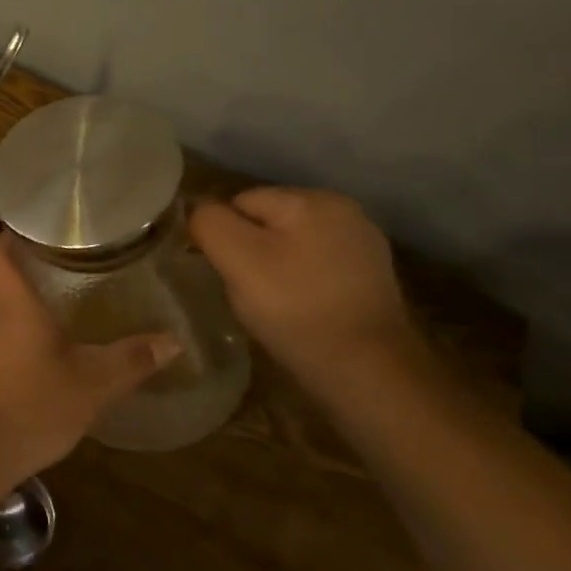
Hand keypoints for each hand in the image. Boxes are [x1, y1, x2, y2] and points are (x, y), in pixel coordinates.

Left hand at [0, 234, 178, 474]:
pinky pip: (3, 334)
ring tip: (70, 297)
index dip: (13, 234)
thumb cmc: (31, 404)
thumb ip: (131, 359)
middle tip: (73, 261)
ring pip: (4, 307)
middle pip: (3, 275)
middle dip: (33, 266)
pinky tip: (53, 344)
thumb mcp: (92, 383)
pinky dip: (25, 330)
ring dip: (30, 301)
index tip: (43, 228)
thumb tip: (173, 341)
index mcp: (12, 301)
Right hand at [189, 187, 423, 391]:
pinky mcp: (369, 276)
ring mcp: (361, 244)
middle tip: (248, 290)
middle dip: (249, 250)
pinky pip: (314, 266)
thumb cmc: (295, 308)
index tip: (227, 273)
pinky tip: (300, 308)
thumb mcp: (237, 259)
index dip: (223, 236)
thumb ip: (210, 223)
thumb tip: (200, 212)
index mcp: (312, 199)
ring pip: (288, 244)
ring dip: (273, 267)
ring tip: (273, 303)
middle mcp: (343, 211)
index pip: (240, 202)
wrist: (366, 371)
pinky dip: (300, 282)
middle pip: (266, 221)